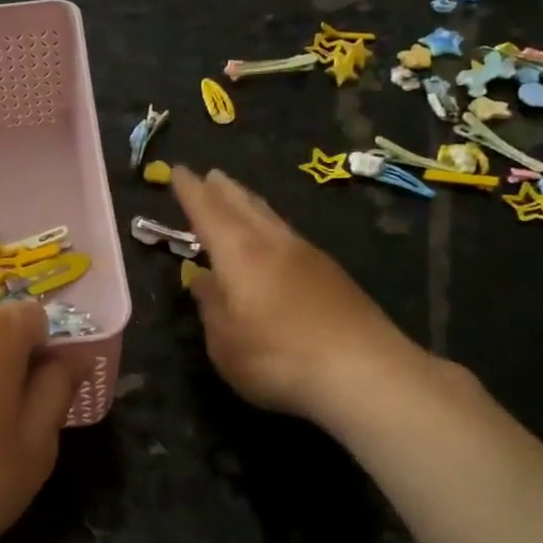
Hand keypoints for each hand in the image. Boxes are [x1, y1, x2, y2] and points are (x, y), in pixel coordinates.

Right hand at [172, 166, 424, 426]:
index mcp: (239, 255)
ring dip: (249, 202)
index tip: (178, 171)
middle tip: (210, 174)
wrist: (364, 371)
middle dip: (222, 190)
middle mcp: (272, 244)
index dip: (191, 192)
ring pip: (270, 217)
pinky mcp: (332, 273)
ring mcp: (307, 255)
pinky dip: (271, 225)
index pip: (207, 213)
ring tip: (238, 196)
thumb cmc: (278, 358)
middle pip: (243, 206)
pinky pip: (289, 234)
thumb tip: (202, 280)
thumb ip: (211, 307)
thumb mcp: (225, 343)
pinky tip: (274, 238)